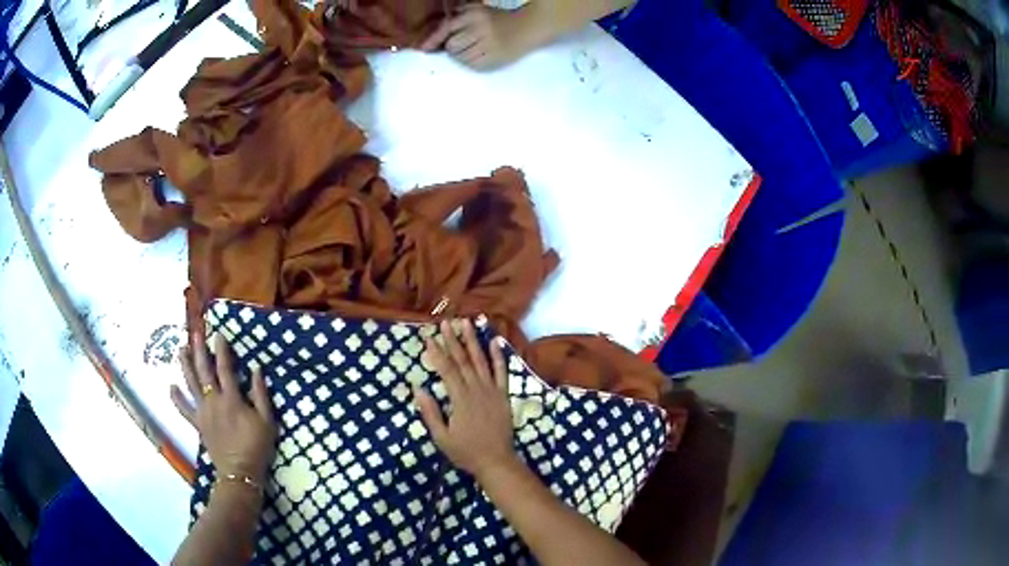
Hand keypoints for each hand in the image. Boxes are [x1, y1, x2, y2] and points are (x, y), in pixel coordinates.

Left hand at [171, 334, 277, 482]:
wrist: (240, 473)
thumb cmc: (256, 447)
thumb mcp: (267, 421)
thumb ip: (261, 395)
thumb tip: (256, 369)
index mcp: (232, 399)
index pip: (225, 368)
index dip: (222, 350)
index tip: (219, 334)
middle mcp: (214, 401)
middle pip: (204, 371)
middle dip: (199, 350)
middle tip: (195, 333)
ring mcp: (203, 412)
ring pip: (191, 384)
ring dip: (185, 366)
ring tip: (180, 349)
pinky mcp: (198, 424)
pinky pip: (184, 409)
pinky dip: (177, 398)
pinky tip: (171, 387)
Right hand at [414, 319, 517, 478]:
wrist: (496, 461)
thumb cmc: (466, 451)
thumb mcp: (441, 437)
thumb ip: (430, 413)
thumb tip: (418, 389)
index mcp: (460, 400)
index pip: (446, 370)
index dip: (437, 353)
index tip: (428, 337)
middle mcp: (477, 390)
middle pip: (463, 361)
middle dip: (453, 340)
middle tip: (445, 322)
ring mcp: (492, 391)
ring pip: (481, 361)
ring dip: (473, 341)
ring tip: (467, 323)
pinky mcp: (503, 396)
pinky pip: (502, 373)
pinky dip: (499, 357)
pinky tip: (495, 342)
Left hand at [419, 4, 533, 69]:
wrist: (529, 27)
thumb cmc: (499, 18)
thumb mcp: (478, 10)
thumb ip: (457, 17)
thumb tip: (435, 37)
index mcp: (475, 15)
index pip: (448, 28)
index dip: (435, 39)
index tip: (424, 48)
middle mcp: (480, 29)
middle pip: (452, 46)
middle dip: (453, 47)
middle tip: (463, 44)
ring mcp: (488, 45)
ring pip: (460, 58)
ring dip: (461, 56)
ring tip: (473, 49)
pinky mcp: (495, 59)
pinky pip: (472, 65)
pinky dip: (471, 62)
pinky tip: (480, 55)